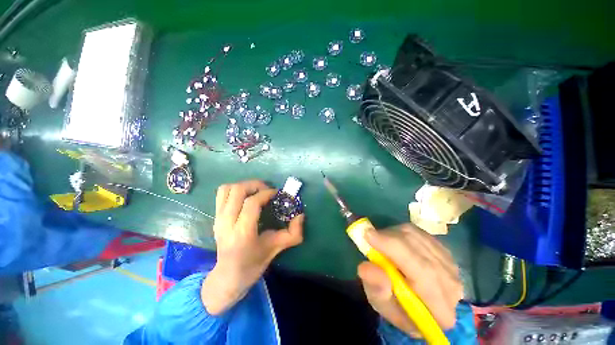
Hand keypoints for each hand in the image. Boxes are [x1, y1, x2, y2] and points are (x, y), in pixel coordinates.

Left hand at [201, 180, 303, 314]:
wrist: (228, 276)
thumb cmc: (253, 264)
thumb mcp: (276, 249)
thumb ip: (293, 233)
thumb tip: (301, 215)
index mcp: (242, 233)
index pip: (252, 203)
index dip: (266, 193)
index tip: (276, 194)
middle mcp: (226, 223)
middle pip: (238, 191)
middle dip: (255, 185)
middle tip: (267, 190)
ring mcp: (218, 218)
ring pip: (227, 188)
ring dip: (244, 185)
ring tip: (256, 191)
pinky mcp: (215, 216)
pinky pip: (222, 193)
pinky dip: (234, 189)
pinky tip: (245, 196)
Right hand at [357, 224, 462, 337]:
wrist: (416, 307)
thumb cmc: (396, 307)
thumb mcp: (380, 304)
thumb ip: (375, 289)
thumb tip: (366, 266)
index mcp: (439, 309)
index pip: (422, 271)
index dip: (392, 248)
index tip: (368, 235)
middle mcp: (452, 285)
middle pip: (419, 249)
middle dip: (389, 238)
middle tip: (369, 235)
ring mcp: (451, 266)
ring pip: (418, 237)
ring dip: (394, 235)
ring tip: (381, 242)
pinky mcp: (445, 252)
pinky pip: (420, 233)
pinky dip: (402, 233)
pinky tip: (394, 241)